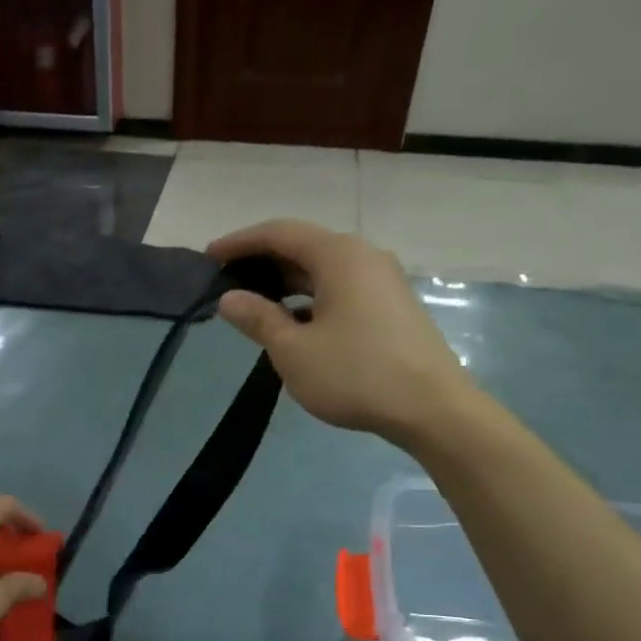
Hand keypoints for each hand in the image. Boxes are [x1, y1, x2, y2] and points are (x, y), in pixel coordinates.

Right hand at [207, 219, 476, 444]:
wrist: (432, 408)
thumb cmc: (355, 374)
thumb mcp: (293, 350)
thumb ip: (258, 318)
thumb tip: (229, 298)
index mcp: (339, 255)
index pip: (279, 233)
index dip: (240, 242)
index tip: (208, 257)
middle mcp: (363, 256)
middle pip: (303, 246)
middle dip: (261, 261)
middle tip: (226, 282)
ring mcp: (383, 280)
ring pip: (323, 269)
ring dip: (285, 281)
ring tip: (253, 303)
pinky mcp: (392, 305)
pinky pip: (340, 288)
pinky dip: (310, 297)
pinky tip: (293, 322)